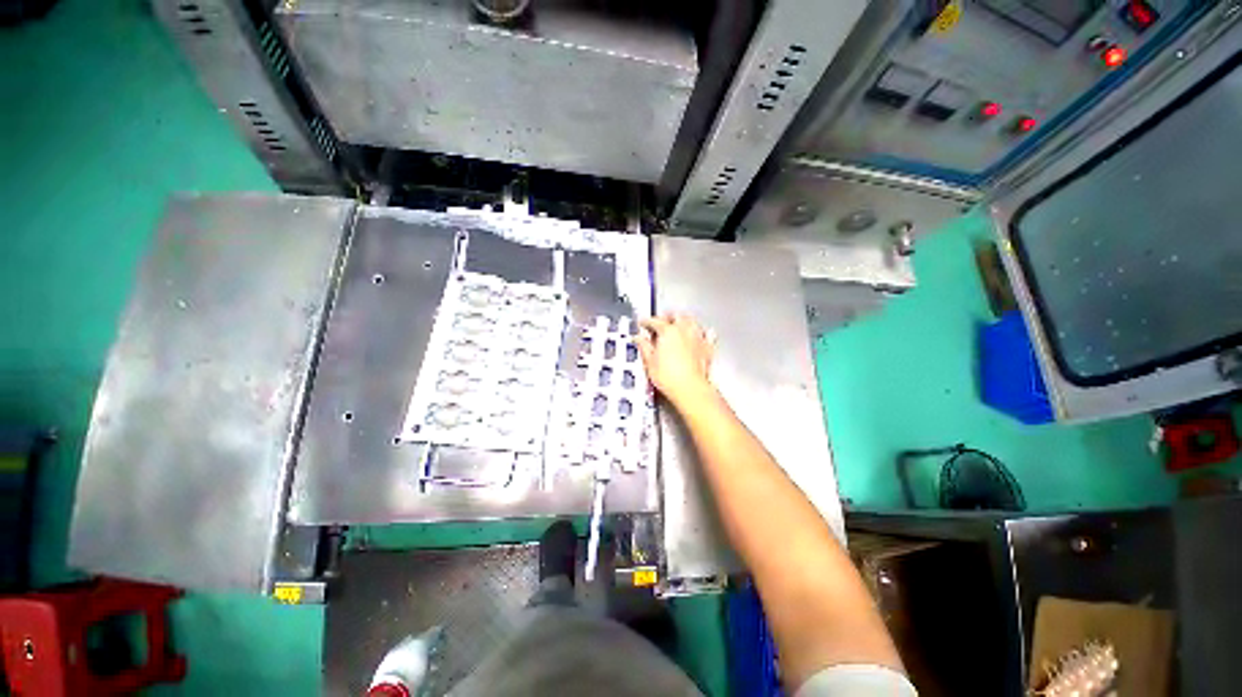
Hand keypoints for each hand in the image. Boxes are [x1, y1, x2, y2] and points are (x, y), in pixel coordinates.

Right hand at [637, 313, 715, 407]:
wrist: (690, 389)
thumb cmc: (670, 377)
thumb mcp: (649, 362)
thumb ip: (644, 346)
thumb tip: (639, 339)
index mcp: (668, 331)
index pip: (654, 321)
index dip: (646, 321)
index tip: (643, 323)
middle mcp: (684, 330)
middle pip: (676, 315)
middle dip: (667, 316)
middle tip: (660, 320)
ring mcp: (697, 337)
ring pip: (692, 320)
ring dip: (684, 319)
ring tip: (678, 323)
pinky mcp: (707, 347)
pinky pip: (708, 333)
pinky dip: (703, 331)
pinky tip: (701, 333)